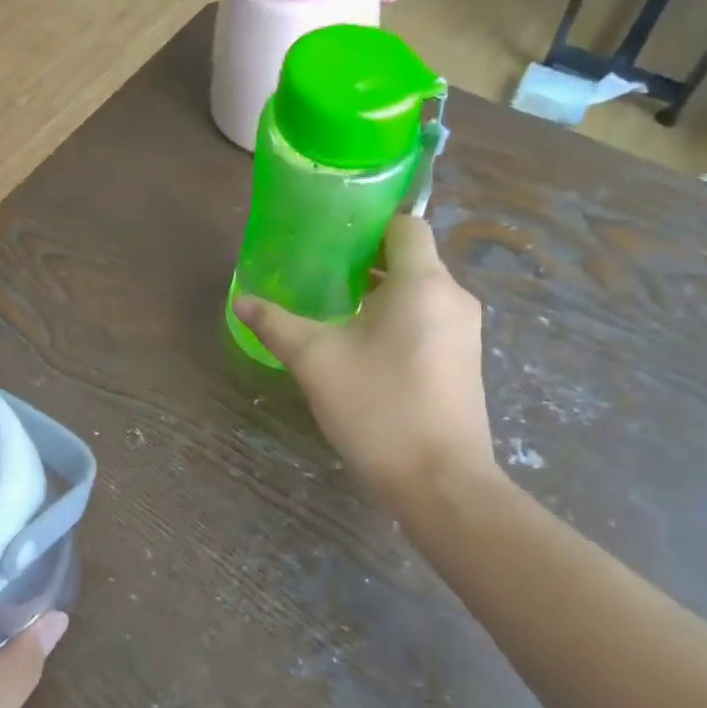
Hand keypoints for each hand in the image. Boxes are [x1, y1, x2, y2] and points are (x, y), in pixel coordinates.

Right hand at [234, 215, 497, 508]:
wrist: (440, 483)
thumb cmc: (378, 408)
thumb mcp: (315, 361)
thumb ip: (276, 324)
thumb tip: (242, 301)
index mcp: (423, 283)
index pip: (406, 225)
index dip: (370, 224)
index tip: (331, 237)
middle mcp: (453, 298)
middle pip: (411, 258)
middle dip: (366, 260)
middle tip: (319, 272)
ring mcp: (465, 332)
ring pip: (419, 292)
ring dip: (380, 293)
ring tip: (334, 309)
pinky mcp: (464, 362)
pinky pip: (429, 320)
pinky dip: (398, 319)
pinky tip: (363, 347)